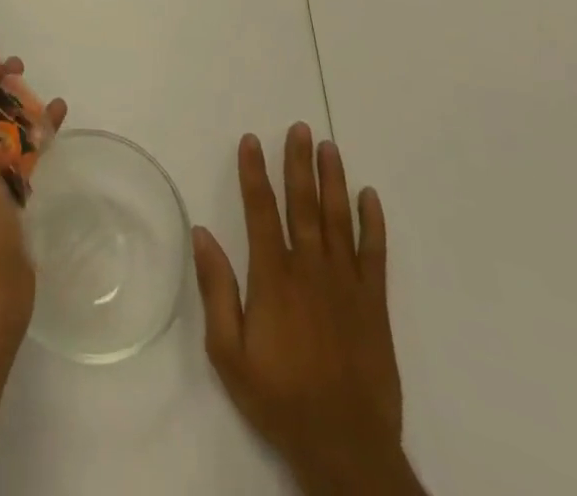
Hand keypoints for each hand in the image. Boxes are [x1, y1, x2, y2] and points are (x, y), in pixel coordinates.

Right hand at [193, 125, 419, 495]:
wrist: (346, 448)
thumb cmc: (279, 397)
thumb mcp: (229, 352)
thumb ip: (216, 289)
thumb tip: (201, 233)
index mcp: (274, 277)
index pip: (261, 210)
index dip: (254, 172)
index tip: (251, 140)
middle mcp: (311, 269)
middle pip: (303, 203)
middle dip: (299, 162)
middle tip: (299, 128)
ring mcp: (346, 284)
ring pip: (338, 218)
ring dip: (333, 180)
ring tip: (329, 147)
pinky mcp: (374, 304)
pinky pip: (375, 253)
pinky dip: (372, 222)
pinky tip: (369, 196)